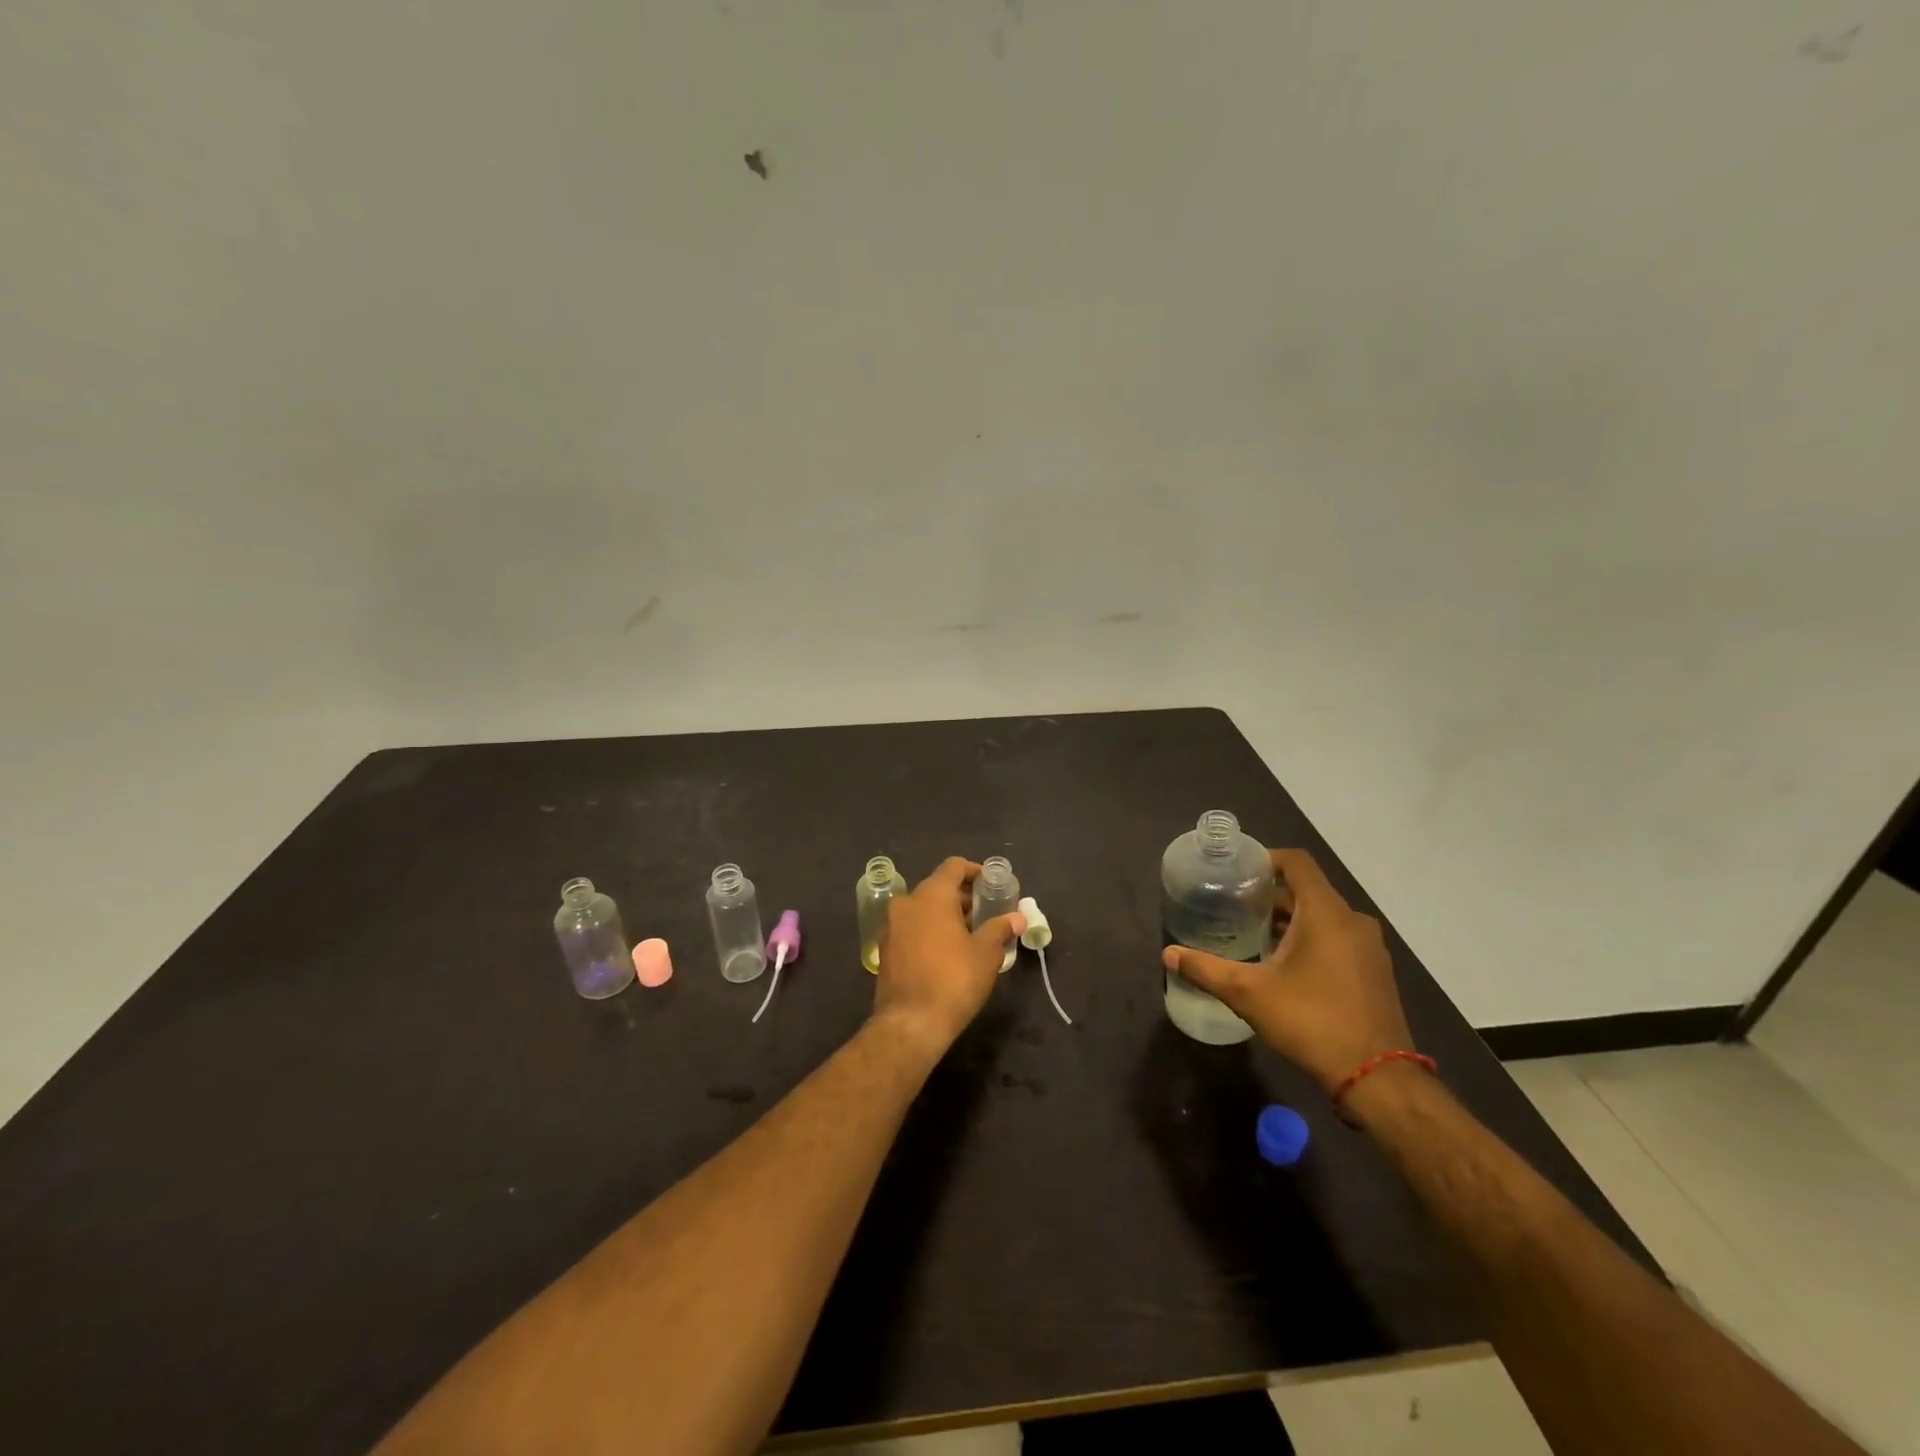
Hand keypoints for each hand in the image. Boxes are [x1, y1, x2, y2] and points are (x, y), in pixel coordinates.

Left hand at [872, 857, 1025, 1054]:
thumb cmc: (954, 980)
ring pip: (923, 909)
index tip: (992, 885)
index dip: (976, 871)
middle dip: (963, 898)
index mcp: (931, 895)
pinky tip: (947, 952)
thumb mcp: (986, 953)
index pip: (954, 866)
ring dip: (946, 915)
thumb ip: (1000, 928)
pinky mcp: (885, 948)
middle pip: (938, 887)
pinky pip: (912, 927)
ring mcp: (891, 925)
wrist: (910, 1023)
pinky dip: (929, 930)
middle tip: (987, 913)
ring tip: (970, 935)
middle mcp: (907, 902)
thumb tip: (1017, 918)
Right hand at [1161, 848, 1411, 1092]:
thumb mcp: (1248, 993)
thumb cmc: (1311, 1021)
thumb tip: (1167, 953)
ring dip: (1290, 920)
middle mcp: (1353, 921)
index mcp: (1326, 912)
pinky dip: (1311, 940)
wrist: (1378, 1079)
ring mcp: (1369, 948)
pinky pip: (1338, 939)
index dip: (1265, 859)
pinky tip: (1284, 966)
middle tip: (1233, 907)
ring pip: (1323, 917)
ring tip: (1252, 935)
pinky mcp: (1375, 972)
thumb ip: (1205, 969)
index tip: (1236, 872)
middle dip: (1270, 896)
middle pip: (1307, 890)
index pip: (1296, 862)